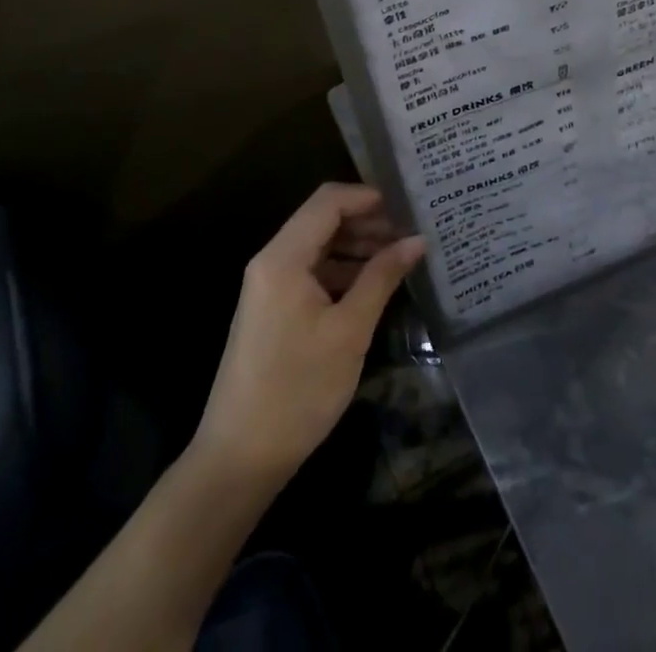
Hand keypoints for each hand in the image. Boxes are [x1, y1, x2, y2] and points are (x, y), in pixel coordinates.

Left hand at [194, 183, 424, 487]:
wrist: (239, 459)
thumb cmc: (297, 390)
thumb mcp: (350, 331)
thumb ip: (382, 277)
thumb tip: (417, 239)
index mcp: (284, 257)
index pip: (328, 201)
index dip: (368, 197)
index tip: (408, 207)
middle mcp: (272, 261)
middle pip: (323, 219)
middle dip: (368, 222)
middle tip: (411, 235)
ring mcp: (270, 286)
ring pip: (319, 246)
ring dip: (358, 247)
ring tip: (400, 259)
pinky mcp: (274, 309)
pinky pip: (312, 272)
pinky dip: (343, 271)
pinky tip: (374, 287)